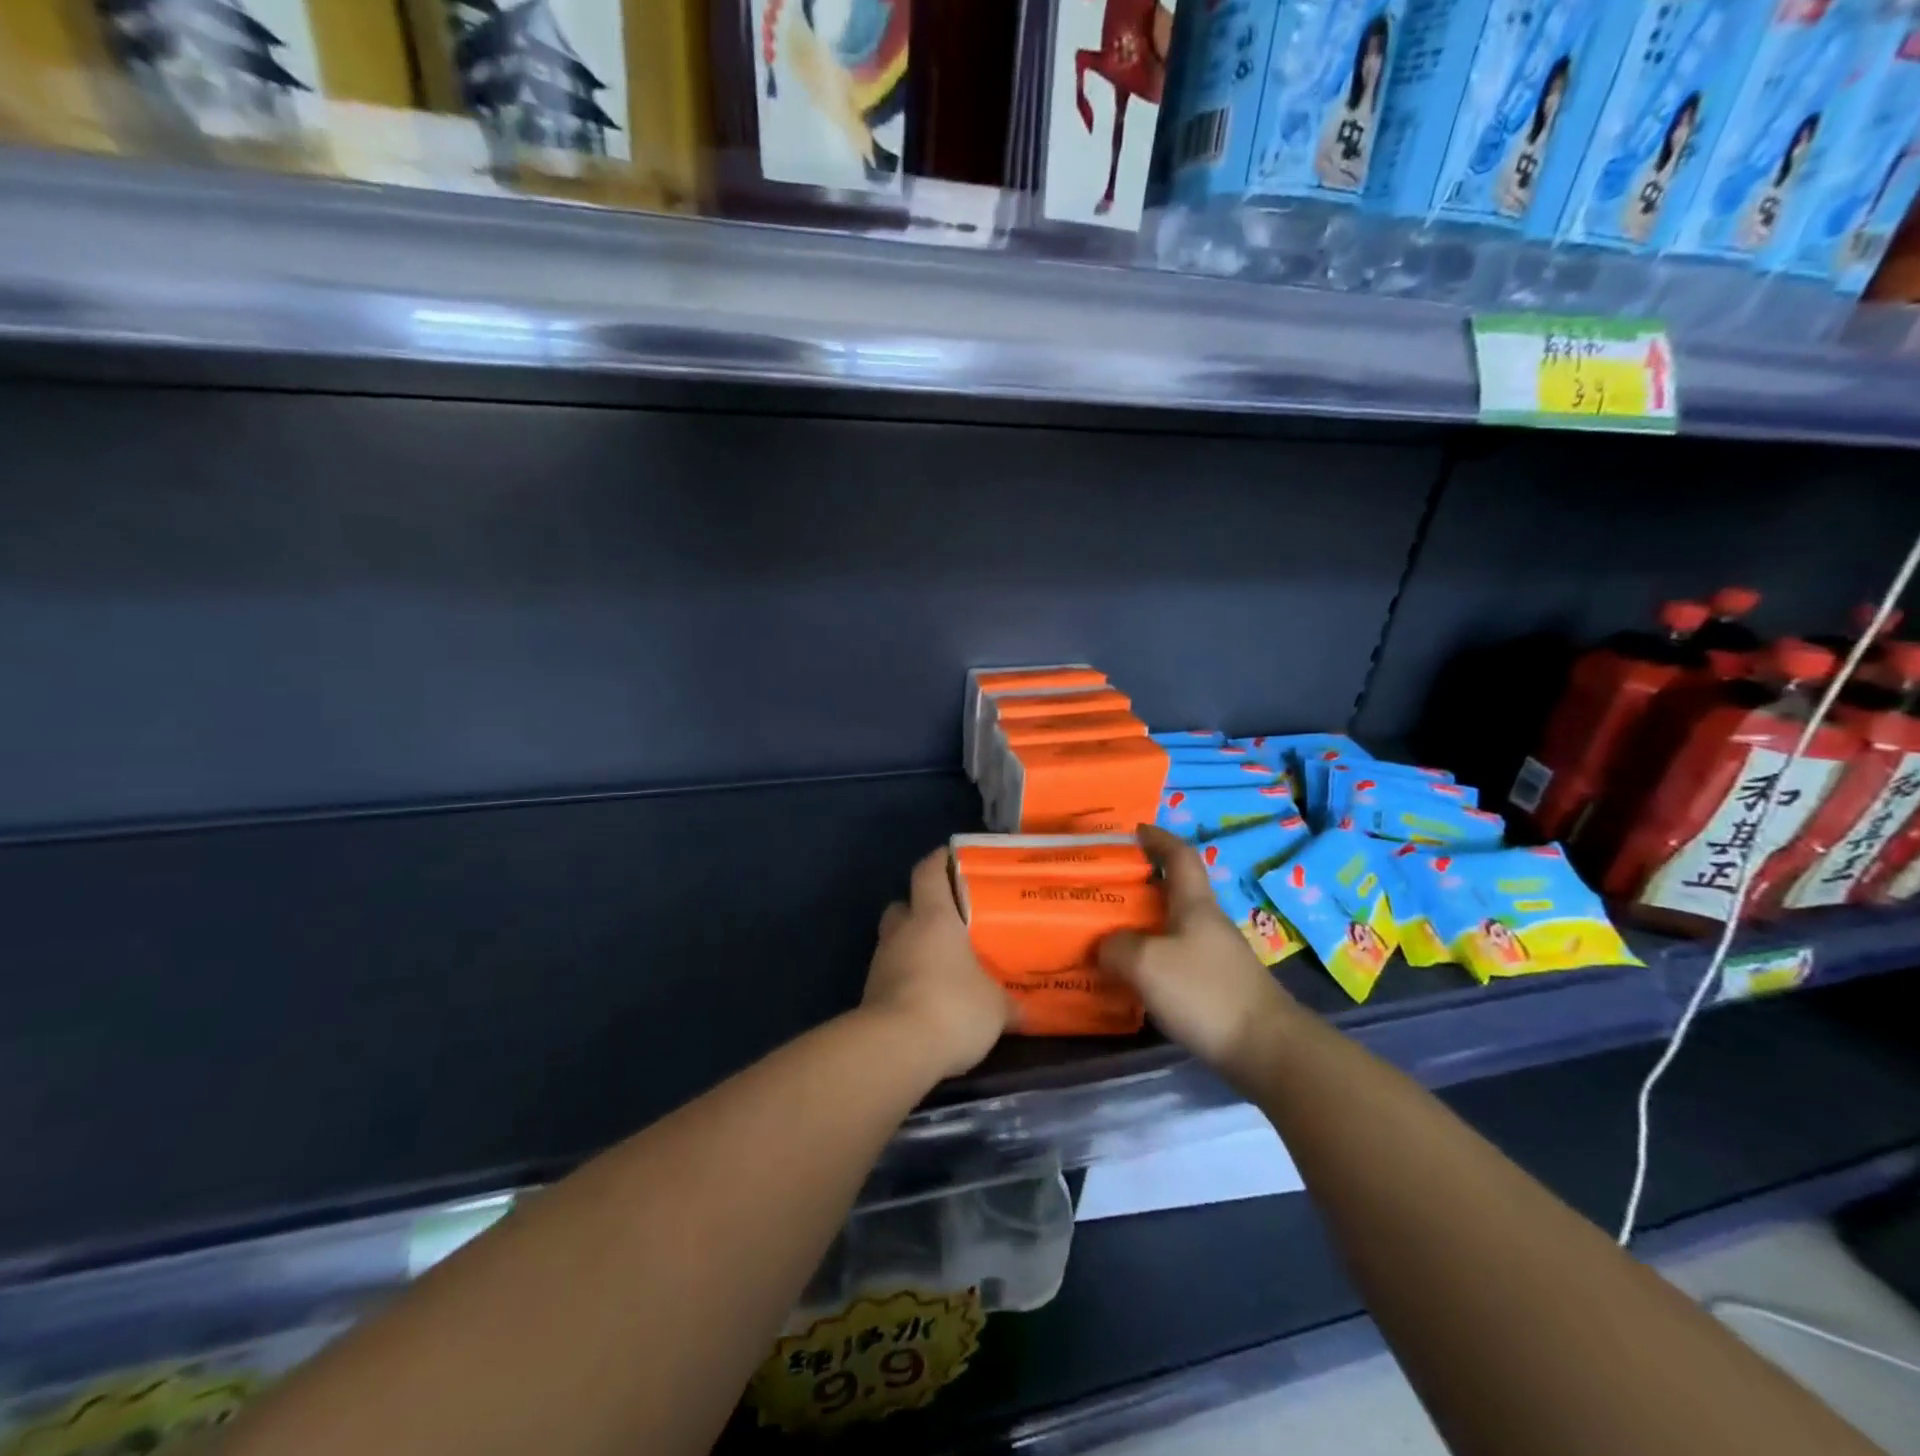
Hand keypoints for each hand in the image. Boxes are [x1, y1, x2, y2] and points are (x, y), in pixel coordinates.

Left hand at [863, 849, 1013, 1079]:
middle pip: (903, 906)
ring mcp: (881, 965)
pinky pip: (891, 977)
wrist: (896, 1049)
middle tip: (948, 921)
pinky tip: (927, 1000)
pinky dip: (906, 982)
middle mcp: (901, 933)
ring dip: (912, 949)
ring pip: (894, 943)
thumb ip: (1006, 1002)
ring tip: (941, 966)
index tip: (952, 857)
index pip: (928, 873)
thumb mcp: (995, 1007)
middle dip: (920, 909)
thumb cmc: (953, 1006)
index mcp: (933, 918)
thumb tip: (1022, 1009)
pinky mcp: (870, 997)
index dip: (938, 862)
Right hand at [1099, 826, 1297, 1078]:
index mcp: (1195, 904)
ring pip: (1173, 927)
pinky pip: (1177, 959)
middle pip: (1174, 890)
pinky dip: (1153, 958)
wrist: (1265, 1049)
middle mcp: (1207, 923)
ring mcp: (1217, 956)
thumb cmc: (1204, 992)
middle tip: (1105, 888)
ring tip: (1109, 935)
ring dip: (1144, 924)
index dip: (1157, 838)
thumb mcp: (1145, 962)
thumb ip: (1116, 946)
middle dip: (1141, 884)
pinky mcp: (1218, 988)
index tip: (1133, 831)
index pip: (1179, 855)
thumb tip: (1107, 946)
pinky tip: (1133, 977)